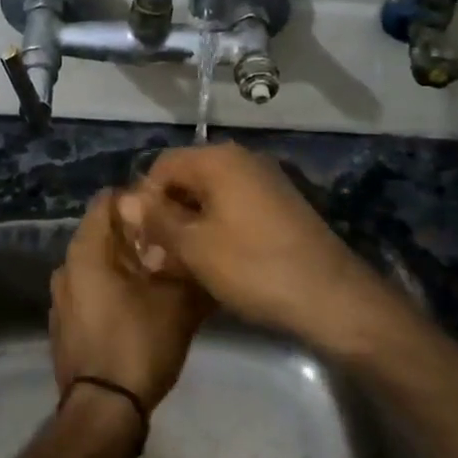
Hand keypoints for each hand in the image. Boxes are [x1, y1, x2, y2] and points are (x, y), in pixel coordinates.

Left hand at [50, 191, 210, 409]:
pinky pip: (88, 292)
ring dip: (124, 266)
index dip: (137, 199)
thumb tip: (202, 250)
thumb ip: (188, 268)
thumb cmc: (137, 345)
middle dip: (135, 236)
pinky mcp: (63, 325)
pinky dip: (110, 290)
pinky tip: (137, 307)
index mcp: (85, 251)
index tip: (165, 210)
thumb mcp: (177, 304)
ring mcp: (60, 298)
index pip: (106, 200)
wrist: (102, 412)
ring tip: (159, 277)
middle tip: (170, 245)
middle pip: (102, 234)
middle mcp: (65, 267)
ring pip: (96, 265)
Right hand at [116, 143, 390, 348]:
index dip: (144, 200)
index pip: (163, 166)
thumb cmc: (254, 267)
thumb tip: (125, 200)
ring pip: (211, 197)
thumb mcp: (195, 247)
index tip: (139, 239)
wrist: (332, 297)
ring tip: (180, 265)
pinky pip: (235, 209)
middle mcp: (243, 160)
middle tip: (156, 258)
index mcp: (219, 159)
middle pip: (188, 179)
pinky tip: (213, 263)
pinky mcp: (280, 207)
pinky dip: (217, 230)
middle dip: (167, 215)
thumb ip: (157, 220)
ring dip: (190, 227)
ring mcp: (266, 183)